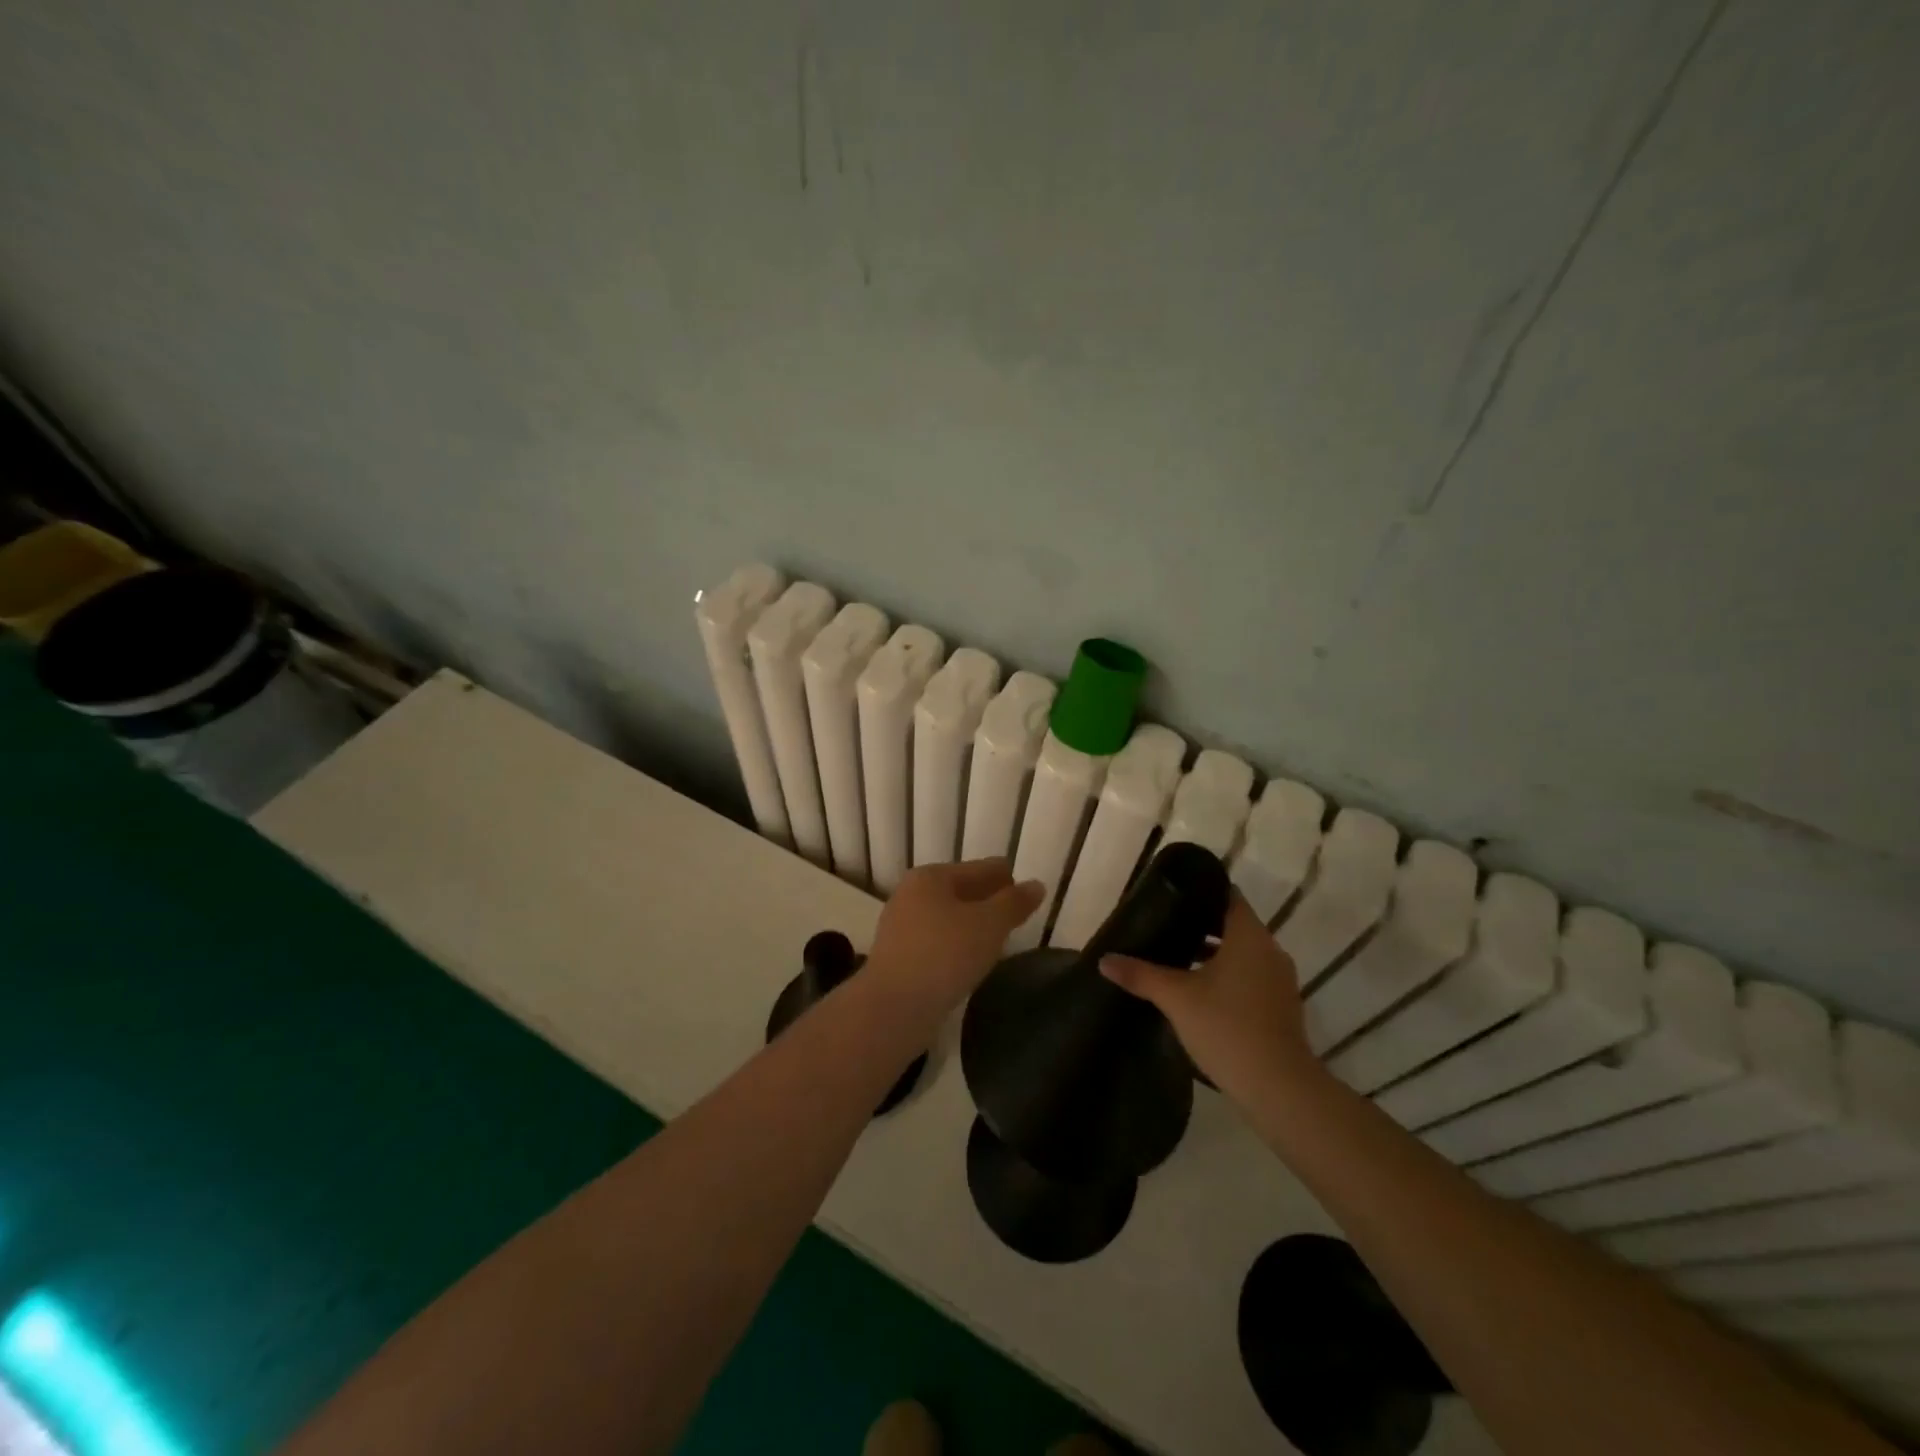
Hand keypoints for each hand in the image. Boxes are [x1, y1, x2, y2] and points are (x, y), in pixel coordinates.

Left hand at [866, 859, 1043, 1010]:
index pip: (979, 868)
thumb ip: (1014, 903)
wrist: (893, 1008)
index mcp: (931, 877)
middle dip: (988, 901)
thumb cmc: (944, 955)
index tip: (1027, 892)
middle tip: (1017, 916)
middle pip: (961, 891)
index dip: (1006, 878)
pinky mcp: (898, 957)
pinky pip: (937, 942)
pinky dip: (956, 945)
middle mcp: (911, 894)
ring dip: (972, 925)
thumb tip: (1036, 885)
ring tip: (999, 939)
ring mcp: (901, 926)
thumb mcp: (989, 925)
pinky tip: (971, 960)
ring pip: (948, 917)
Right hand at [1100, 889, 1320, 1106]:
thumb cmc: (1226, 1027)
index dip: (1201, 892)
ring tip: (1176, 958)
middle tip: (1166, 926)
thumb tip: (1104, 960)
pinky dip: (1228, 976)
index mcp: (1249, 936)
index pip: (1228, 896)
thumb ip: (1141, 974)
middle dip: (1201, 924)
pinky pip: (1251, 977)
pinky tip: (1200, 993)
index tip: (1174, 895)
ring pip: (1243, 953)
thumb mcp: (1176, 998)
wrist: (1279, 1088)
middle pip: (1233, 925)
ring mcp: (1280, 980)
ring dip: (1214, 953)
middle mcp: (1270, 950)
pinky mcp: (1281, 1007)